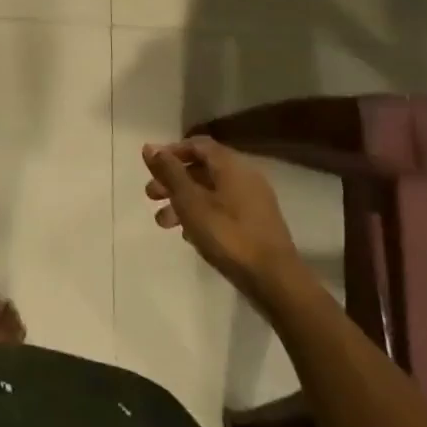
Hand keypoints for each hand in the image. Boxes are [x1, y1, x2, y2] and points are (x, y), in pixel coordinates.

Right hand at [142, 138, 304, 301]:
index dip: (171, 152)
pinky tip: (189, 235)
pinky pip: (223, 208)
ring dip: (183, 201)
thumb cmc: (228, 236)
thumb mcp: (190, 202)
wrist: (276, 282)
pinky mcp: (257, 224)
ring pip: (210, 191)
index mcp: (231, 165)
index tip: (151, 168)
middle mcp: (245, 176)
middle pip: (202, 169)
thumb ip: (169, 172)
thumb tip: (150, 146)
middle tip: (151, 196)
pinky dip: (202, 214)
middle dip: (173, 181)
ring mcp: (254, 201)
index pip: (197, 144)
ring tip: (164, 223)